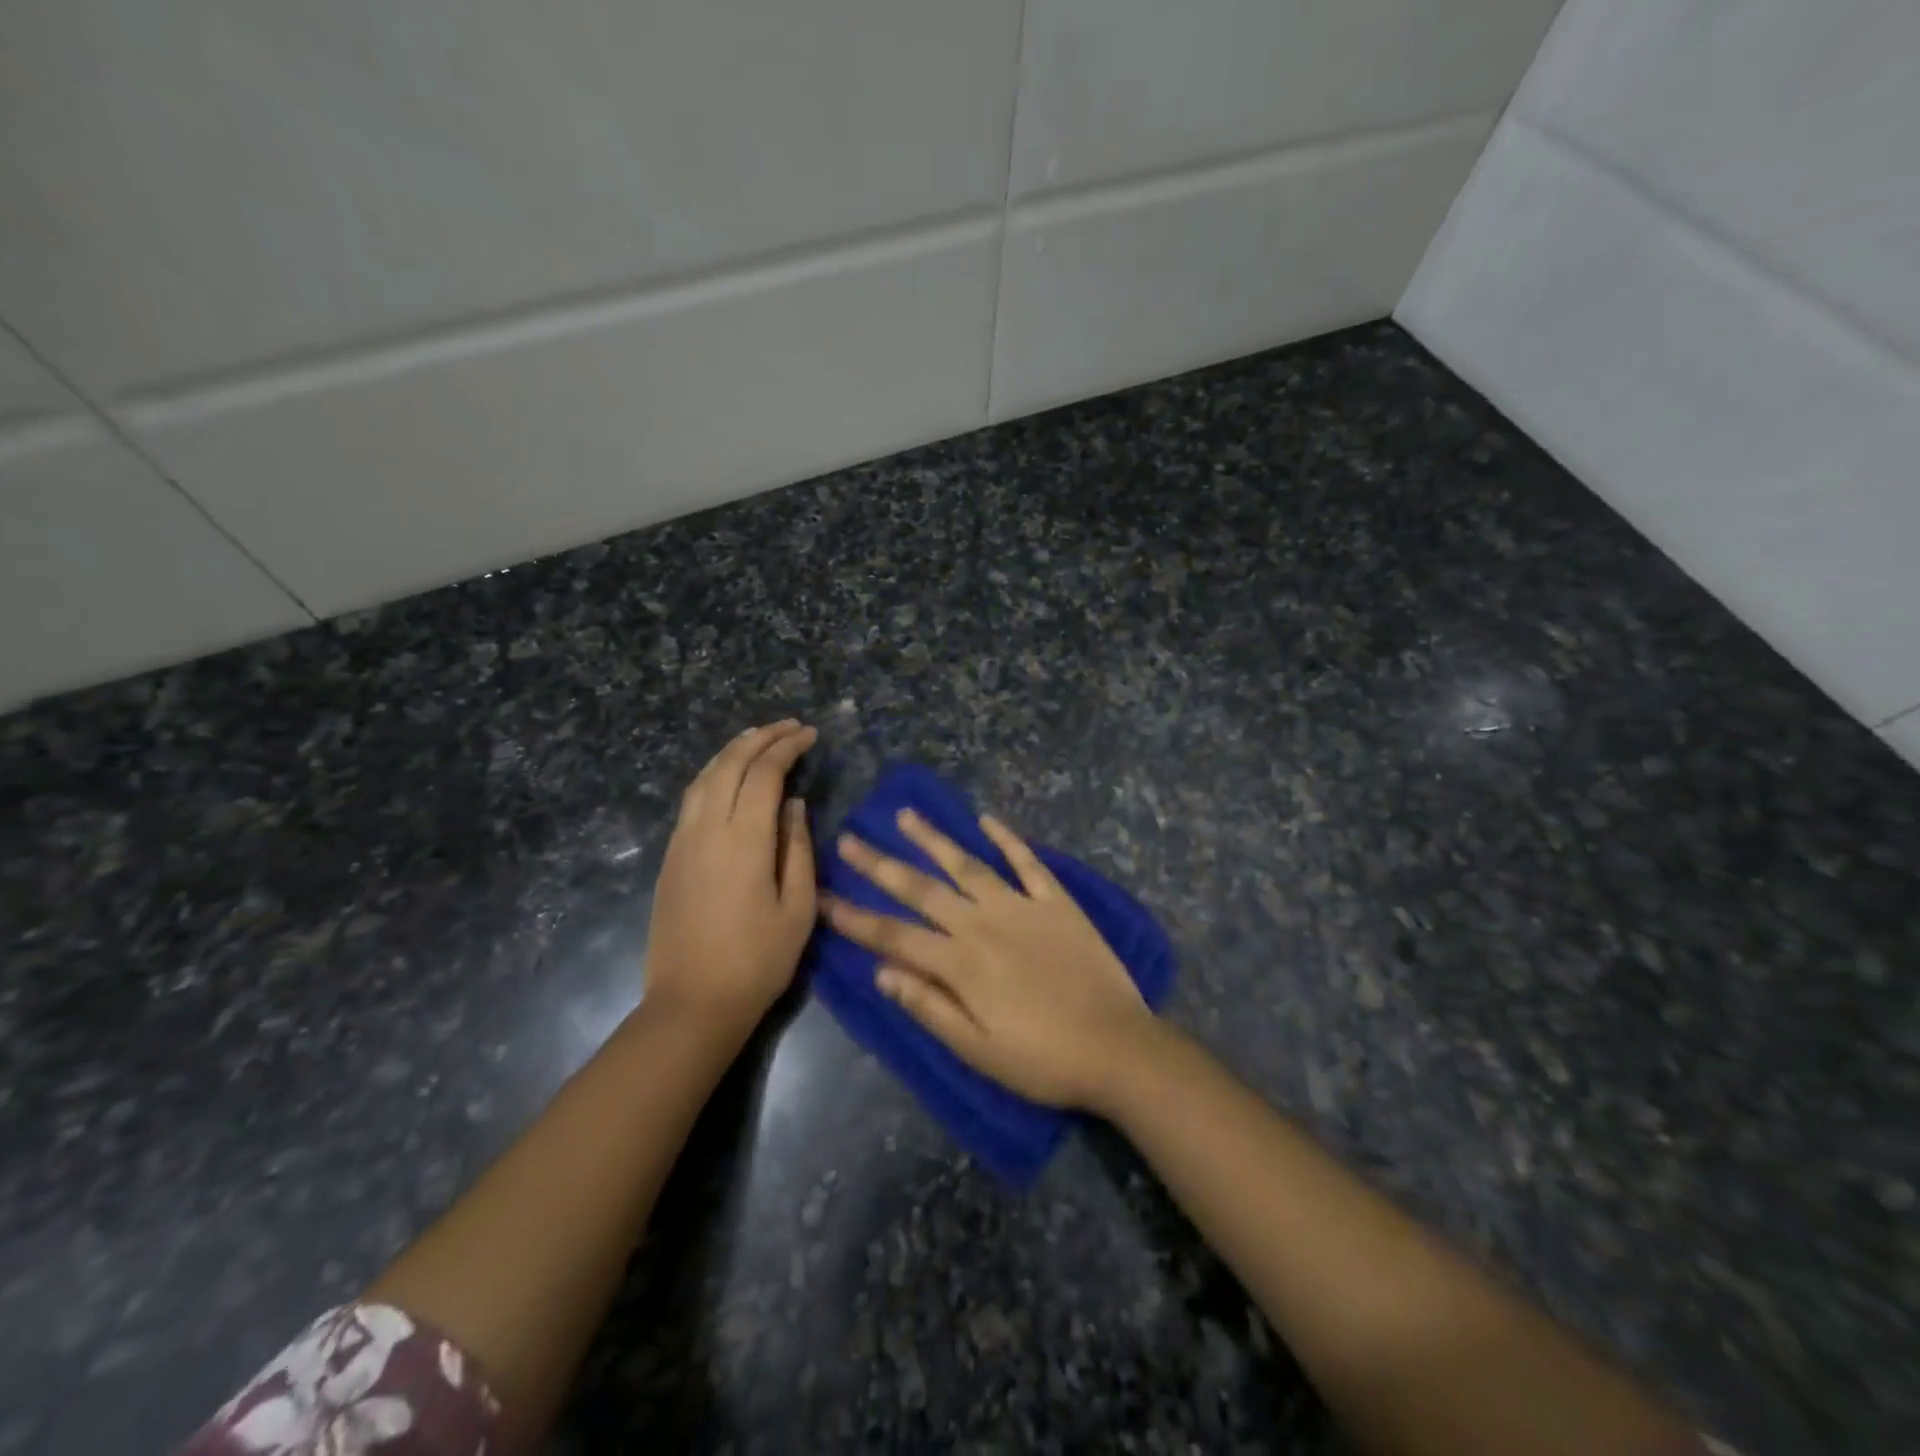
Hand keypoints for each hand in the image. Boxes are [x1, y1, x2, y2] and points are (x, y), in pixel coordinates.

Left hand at [646, 721, 818, 1034]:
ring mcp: (682, 842)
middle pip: (729, 764)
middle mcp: (707, 830)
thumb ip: (798, 849)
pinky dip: (714, 774)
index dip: (787, 747)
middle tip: (788, 727)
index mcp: (744, 840)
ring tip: (758, 740)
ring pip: (704, 778)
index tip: (809, 735)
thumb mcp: (798, 909)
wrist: (692, 1004)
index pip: (764, 774)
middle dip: (760, 737)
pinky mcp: (670, 857)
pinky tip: (728, 778)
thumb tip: (794, 806)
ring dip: (732, 751)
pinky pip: (691, 799)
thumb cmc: (757, 961)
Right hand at [822, 809, 1155, 1110]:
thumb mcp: (977, 1051)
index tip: (822, 896)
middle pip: (922, 888)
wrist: (1118, 1047)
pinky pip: (1027, 862)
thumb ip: (929, 1007)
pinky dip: (1007, 839)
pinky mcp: (1057, 901)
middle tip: (850, 838)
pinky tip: (987, 819)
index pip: (894, 935)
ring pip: (968, 864)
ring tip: (906, 815)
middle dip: (881, 864)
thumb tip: (881, 972)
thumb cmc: (1043, 1059)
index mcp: (960, 963)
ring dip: (934, 839)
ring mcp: (1022, 906)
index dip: (855, 917)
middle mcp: (983, 923)